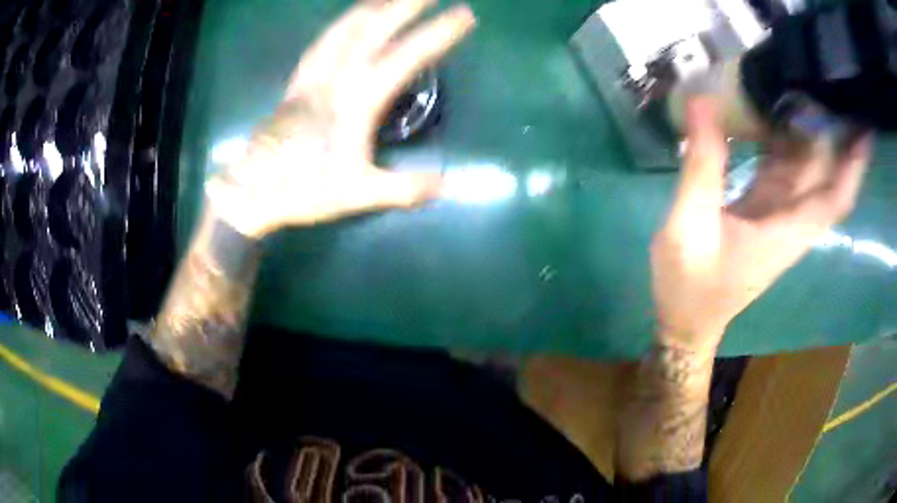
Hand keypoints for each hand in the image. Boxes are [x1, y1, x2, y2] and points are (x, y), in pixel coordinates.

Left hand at [206, 0, 475, 237]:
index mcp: (357, 102)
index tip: (464, 15)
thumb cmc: (305, 190)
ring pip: (343, 30)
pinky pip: (320, 44)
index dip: (437, 34)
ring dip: (371, 8)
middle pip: (374, 30)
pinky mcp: (296, 83)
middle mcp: (335, 79)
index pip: (406, 58)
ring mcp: (312, 77)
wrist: (252, 192)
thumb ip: (405, 188)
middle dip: (406, 6)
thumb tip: (447, 184)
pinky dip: (338, 26)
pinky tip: (346, 21)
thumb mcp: (359, 194)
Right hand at [651, 98, 871, 353]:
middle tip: (824, 82)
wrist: (688, 320)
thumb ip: (702, 165)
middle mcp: (792, 222)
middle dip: (832, 132)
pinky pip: (785, 171)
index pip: (835, 196)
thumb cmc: (691, 286)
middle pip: (825, 175)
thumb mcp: (691, 225)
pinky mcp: (765, 212)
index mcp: (786, 231)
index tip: (864, 128)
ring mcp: (779, 216)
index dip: (854, 165)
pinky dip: (784, 141)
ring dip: (809, 131)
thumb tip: (703, 100)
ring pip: (806, 170)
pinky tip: (773, 113)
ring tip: (801, 85)